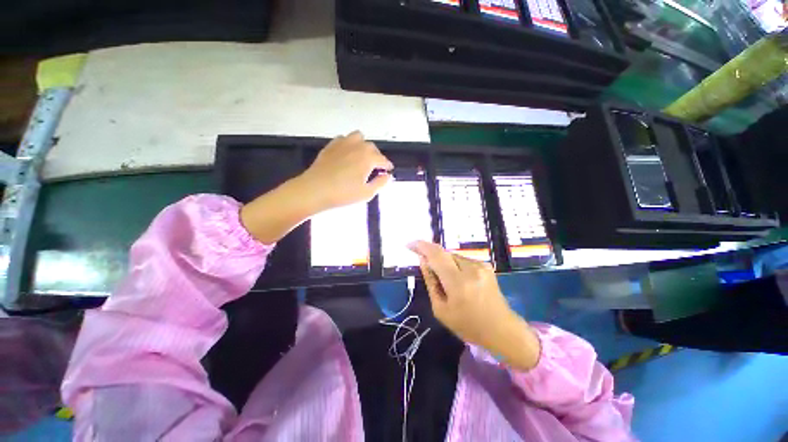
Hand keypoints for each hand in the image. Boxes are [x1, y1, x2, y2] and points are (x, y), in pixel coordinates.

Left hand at [241, 131, 391, 243]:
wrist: (314, 190)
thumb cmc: (343, 194)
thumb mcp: (367, 193)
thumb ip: (381, 183)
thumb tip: (388, 176)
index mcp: (368, 158)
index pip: (383, 159)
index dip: (387, 165)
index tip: (388, 170)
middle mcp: (357, 146)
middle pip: (372, 147)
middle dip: (376, 156)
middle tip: (375, 168)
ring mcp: (342, 144)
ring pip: (358, 137)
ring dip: (363, 146)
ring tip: (361, 157)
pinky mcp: (330, 146)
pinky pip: (343, 139)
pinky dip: (349, 144)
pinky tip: (346, 154)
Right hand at [408, 240, 540, 369]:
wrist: (502, 329)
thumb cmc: (468, 325)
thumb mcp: (441, 309)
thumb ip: (431, 282)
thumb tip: (423, 261)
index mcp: (458, 283)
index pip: (436, 255)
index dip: (421, 246)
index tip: (409, 244)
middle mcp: (470, 268)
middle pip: (443, 252)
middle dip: (430, 254)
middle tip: (423, 264)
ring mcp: (480, 265)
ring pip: (452, 255)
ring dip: (443, 262)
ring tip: (445, 280)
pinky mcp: (485, 265)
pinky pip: (462, 259)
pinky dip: (453, 265)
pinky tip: (456, 279)